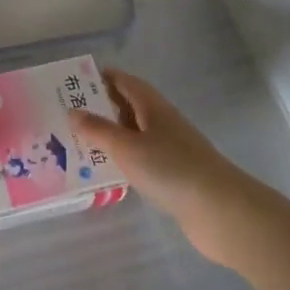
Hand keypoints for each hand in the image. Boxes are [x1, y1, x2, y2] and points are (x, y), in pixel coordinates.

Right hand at [71, 69, 254, 266]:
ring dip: (111, 136)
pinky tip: (108, 172)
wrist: (221, 211)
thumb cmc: (171, 169)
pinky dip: (123, 160)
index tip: (76, 82)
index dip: (103, 78)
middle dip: (102, 107)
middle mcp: (163, 123)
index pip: (126, 82)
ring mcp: (171, 150)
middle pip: (129, 107)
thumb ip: (98, 130)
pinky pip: (142, 159)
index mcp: (153, 107)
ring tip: (79, 143)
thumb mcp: (127, 147)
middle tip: (69, 113)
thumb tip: (73, 111)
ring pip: (134, 135)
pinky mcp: (174, 176)